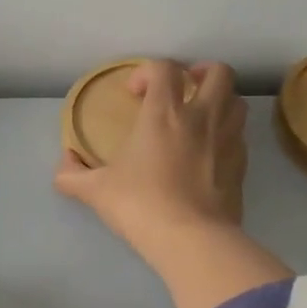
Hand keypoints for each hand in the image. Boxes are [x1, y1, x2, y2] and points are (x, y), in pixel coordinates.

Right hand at [54, 60, 248, 258]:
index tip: (134, 94)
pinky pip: (240, 136)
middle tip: (183, 88)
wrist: (190, 239)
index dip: (148, 72)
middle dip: (201, 72)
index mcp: (164, 114)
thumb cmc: (140, 205)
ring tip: (202, 115)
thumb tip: (64, 163)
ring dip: (221, 100)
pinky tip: (211, 151)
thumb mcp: (95, 191)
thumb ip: (72, 175)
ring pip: (237, 101)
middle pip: (218, 73)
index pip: (164, 68)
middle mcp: (201, 117)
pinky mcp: (242, 165)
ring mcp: (227, 140)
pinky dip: (228, 134)